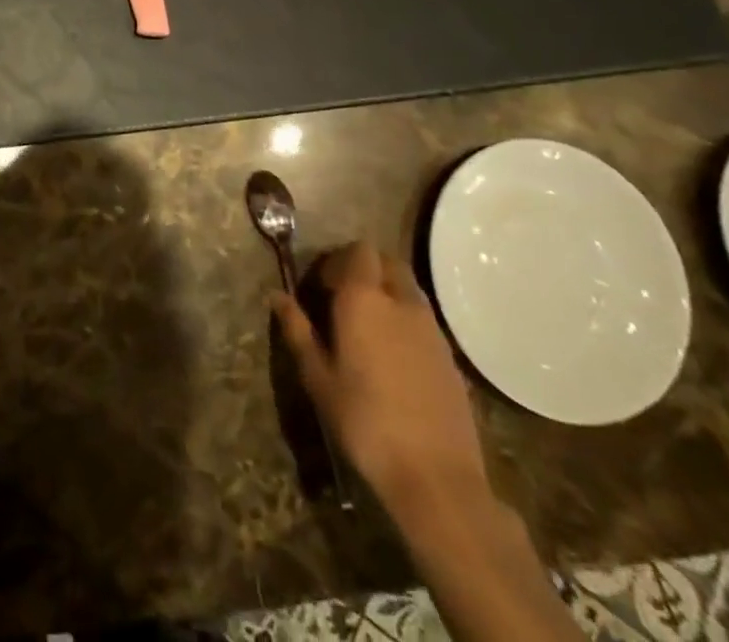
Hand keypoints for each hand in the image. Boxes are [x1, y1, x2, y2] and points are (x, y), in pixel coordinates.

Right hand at [272, 243, 488, 522]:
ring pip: (409, 290)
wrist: (436, 477)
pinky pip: (424, 320)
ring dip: (388, 293)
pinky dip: (406, 322)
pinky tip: (393, 357)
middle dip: (366, 269)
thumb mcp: (318, 378)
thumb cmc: (364, 422)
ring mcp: (432, 329)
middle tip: (344, 298)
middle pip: (388, 262)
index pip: (358, 251)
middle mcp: (401, 303)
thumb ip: (297, 331)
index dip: (339, 260)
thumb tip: (277, 296)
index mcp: (364, 299)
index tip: (322, 285)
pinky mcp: (451, 357)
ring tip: (368, 328)